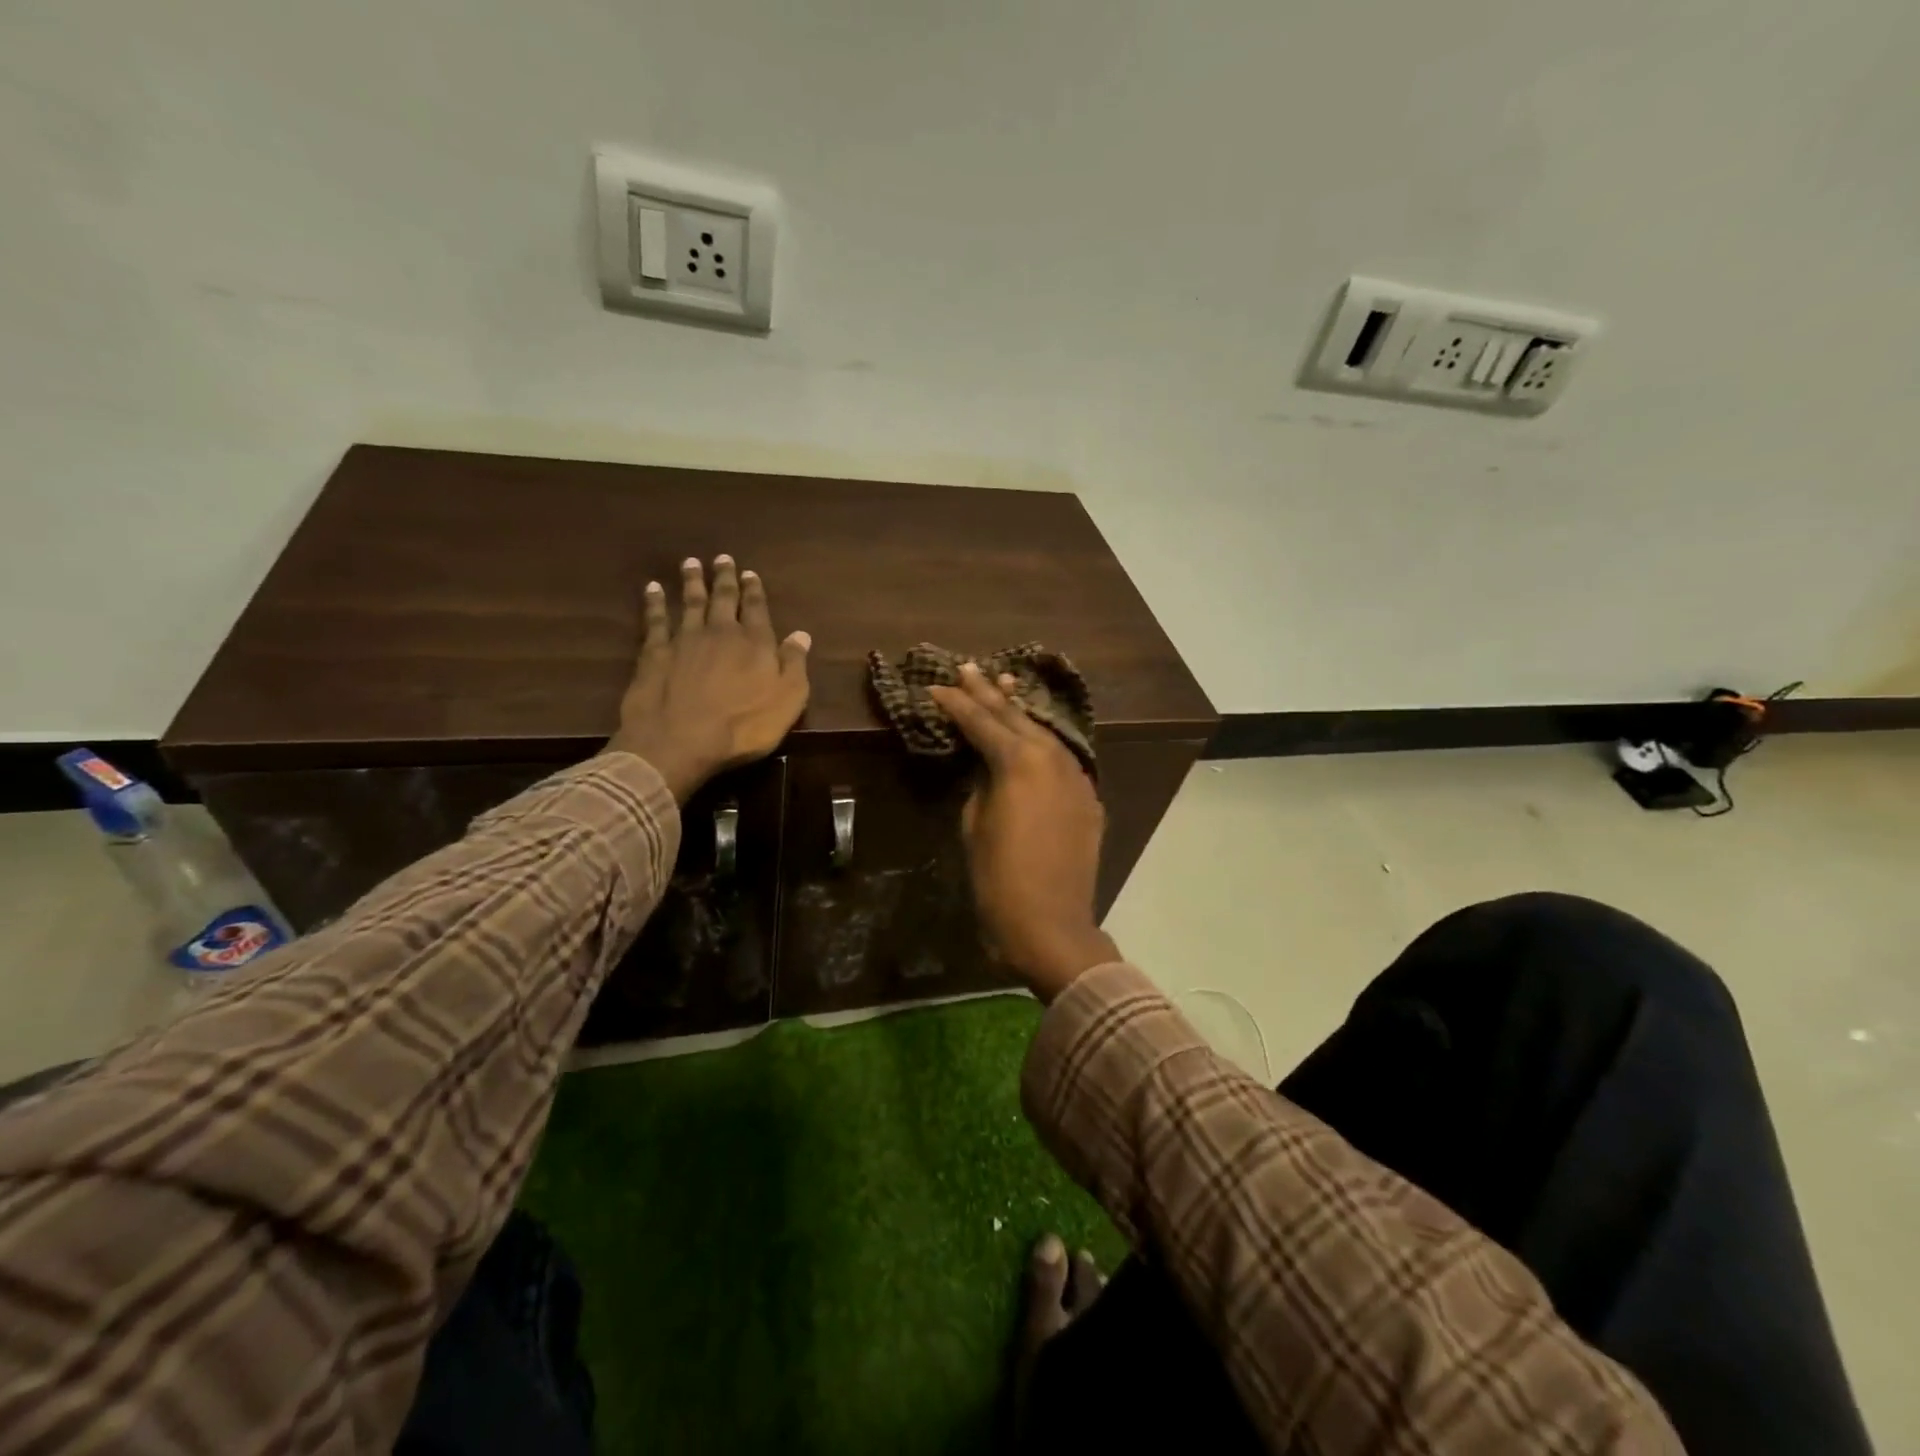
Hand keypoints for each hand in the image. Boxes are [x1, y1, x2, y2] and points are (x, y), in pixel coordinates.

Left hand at [605, 556, 810, 801]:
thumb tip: (801, 635)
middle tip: (722, 558)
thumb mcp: (786, 701)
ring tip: (691, 563)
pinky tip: (652, 589)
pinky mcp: (655, 653)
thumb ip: (794, 665)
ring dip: (692, 582)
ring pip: (690, 603)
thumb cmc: (743, 727)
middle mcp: (720, 632)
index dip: (754, 590)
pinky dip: (654, 602)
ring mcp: (684, 640)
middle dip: (725, 578)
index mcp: (755, 643)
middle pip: (723, 598)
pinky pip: (656, 620)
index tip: (750, 573)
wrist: (680, 741)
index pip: (756, 609)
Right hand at [929, 664, 1120, 1001]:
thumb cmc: (999, 878)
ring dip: (1019, 712)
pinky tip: (1033, 735)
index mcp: (1018, 762)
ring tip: (1002, 687)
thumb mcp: (975, 825)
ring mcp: (1075, 777)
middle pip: (1015, 718)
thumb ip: (982, 784)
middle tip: (968, 669)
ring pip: (1043, 733)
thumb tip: (987, 766)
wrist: (1051, 923)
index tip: (936, 688)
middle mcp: (1052, 758)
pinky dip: (1042, 742)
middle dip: (989, 693)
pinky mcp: (1087, 798)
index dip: (957, 704)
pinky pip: (1061, 759)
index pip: (981, 722)